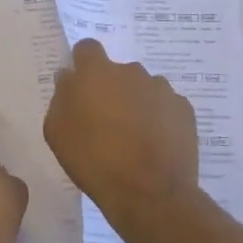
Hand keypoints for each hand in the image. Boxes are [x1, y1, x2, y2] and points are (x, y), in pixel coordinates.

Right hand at [44, 39, 200, 242]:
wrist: (149, 193)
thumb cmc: (94, 161)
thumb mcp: (57, 132)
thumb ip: (61, 97)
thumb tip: (69, 79)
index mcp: (96, 73)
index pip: (87, 48)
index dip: (83, 64)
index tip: (80, 86)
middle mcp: (131, 71)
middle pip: (117, 71)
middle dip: (111, 89)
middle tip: (105, 121)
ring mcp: (162, 89)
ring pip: (143, 88)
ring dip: (136, 103)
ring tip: (133, 137)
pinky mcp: (185, 110)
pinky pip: (165, 106)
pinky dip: (158, 118)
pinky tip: (154, 144)